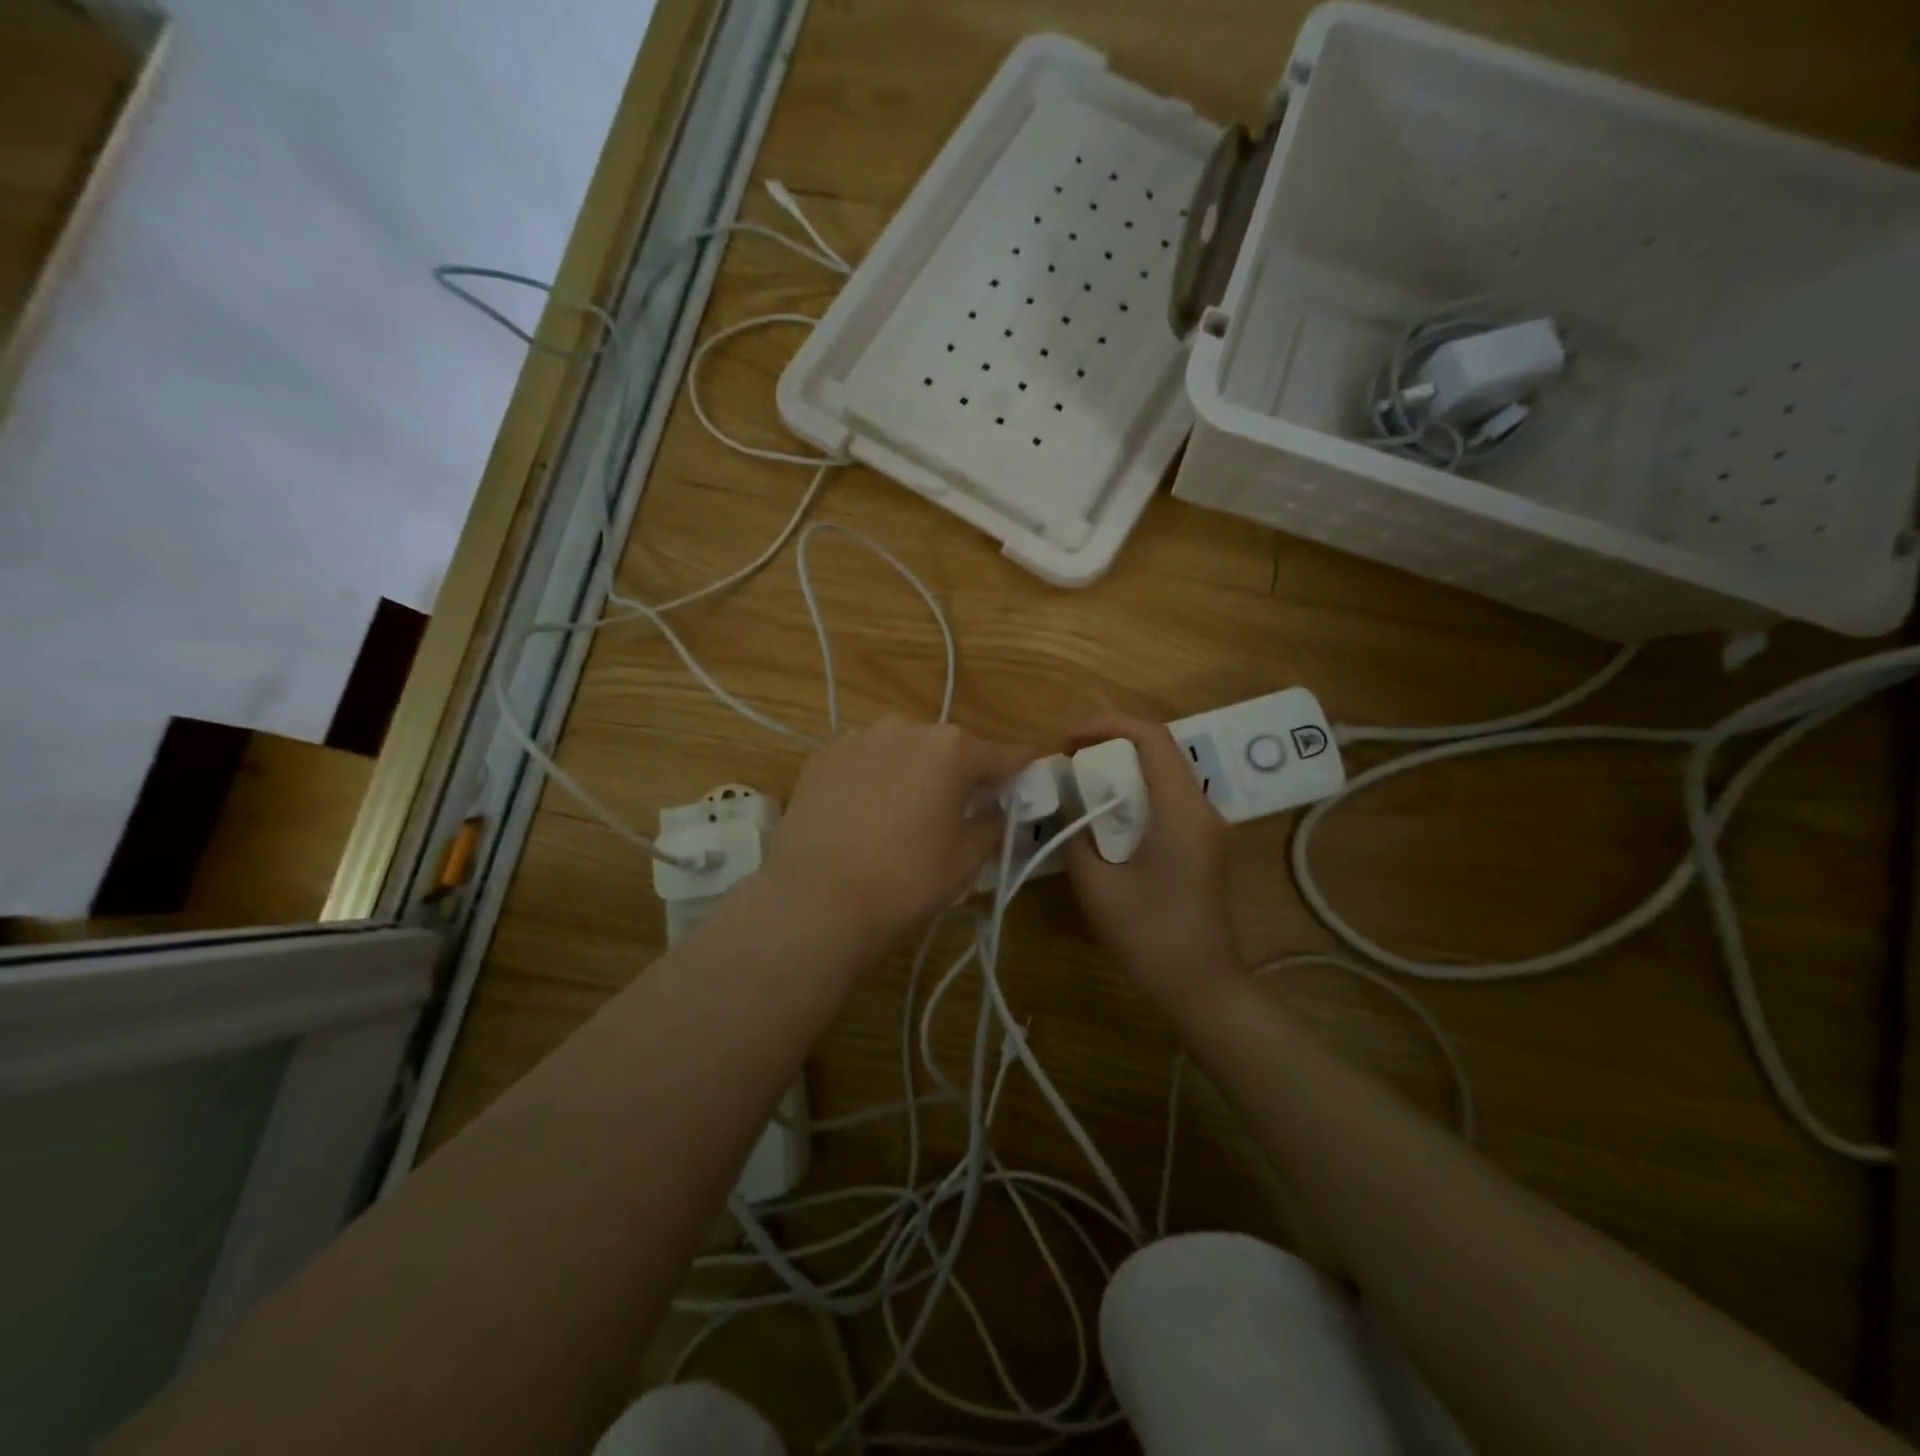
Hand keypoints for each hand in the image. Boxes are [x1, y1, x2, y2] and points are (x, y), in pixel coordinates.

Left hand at [765, 717, 1033, 951]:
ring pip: (903, 751)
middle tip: (956, 813)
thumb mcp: (966, 860)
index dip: (1020, 775)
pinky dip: (873, 779)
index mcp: (953, 748)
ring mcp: (860, 738)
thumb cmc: (907, 878)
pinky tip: (863, 816)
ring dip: (912, 773)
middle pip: (950, 749)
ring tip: (901, 816)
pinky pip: (864, 762)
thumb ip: (992, 825)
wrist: (817, 897)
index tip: (1023, 792)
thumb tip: (997, 813)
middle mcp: (908, 728)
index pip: (1006, 755)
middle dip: (959, 775)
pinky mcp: (823, 756)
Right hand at [1065, 717, 1242, 1010]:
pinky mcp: (1202, 844)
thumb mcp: (1097, 886)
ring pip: (1164, 774)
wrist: (1202, 987)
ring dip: (1123, 770)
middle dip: (1111, 745)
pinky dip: (1135, 794)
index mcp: (1182, 811)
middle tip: (1070, 761)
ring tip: (1082, 784)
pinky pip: (1168, 800)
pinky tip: (1106, 816)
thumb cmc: (1149, 936)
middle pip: (1160, 751)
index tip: (1069, 741)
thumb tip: (1066, 802)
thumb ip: (1076, 834)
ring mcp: (1207, 827)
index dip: (1107, 726)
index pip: (1152, 739)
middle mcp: (1202, 809)